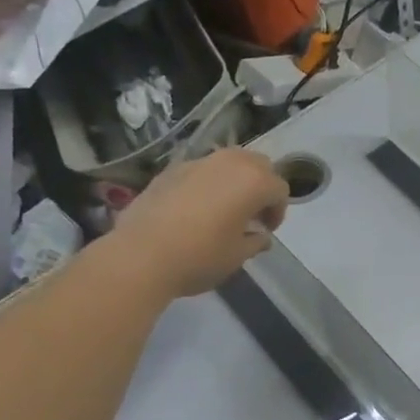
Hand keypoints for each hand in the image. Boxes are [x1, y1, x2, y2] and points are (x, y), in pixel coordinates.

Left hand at [113, 148, 289, 296]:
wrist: (140, 256)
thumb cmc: (199, 257)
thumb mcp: (237, 256)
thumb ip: (255, 241)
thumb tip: (260, 236)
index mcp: (253, 181)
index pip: (279, 189)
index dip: (278, 211)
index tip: (266, 230)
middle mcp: (228, 163)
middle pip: (258, 164)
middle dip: (261, 186)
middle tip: (252, 214)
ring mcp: (197, 163)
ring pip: (228, 161)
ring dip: (234, 180)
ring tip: (224, 209)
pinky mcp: (170, 170)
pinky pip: (200, 170)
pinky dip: (207, 183)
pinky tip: (194, 209)